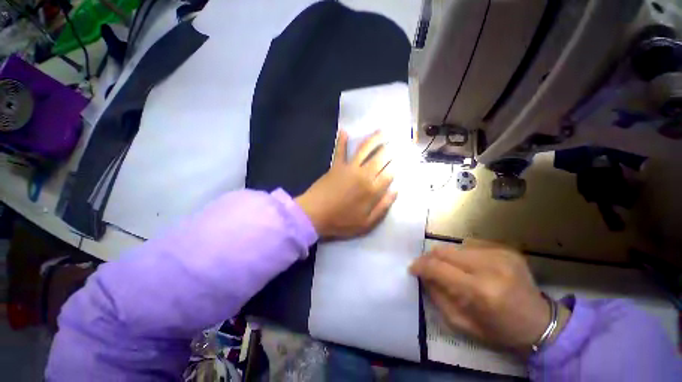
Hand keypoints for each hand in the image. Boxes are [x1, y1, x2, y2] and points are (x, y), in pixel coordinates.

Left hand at [295, 130, 396, 238]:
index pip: (390, 173)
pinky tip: (344, 131)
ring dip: (374, 139)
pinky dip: (341, 141)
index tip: (402, 159)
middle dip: (390, 149)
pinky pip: (340, 151)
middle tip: (397, 142)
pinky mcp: (336, 166)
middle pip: (381, 158)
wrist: (314, 215)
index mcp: (372, 190)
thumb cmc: (341, 222)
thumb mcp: (366, 223)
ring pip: (364, 149)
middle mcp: (364, 174)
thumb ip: (383, 206)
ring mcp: (349, 168)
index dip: (397, 165)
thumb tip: (396, 190)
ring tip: (382, 131)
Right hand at [410, 240, 570, 352]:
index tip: (412, 268)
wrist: (540, 323)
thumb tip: (424, 276)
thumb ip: (437, 297)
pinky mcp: (506, 249)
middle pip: (444, 251)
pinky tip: (470, 267)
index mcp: (480, 290)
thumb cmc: (499, 330)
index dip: (420, 266)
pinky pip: (471, 246)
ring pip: (455, 247)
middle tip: (426, 267)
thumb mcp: (462, 323)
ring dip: (447, 257)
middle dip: (430, 258)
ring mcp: (500, 254)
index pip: (437, 267)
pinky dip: (463, 255)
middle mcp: (490, 267)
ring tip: (450, 269)